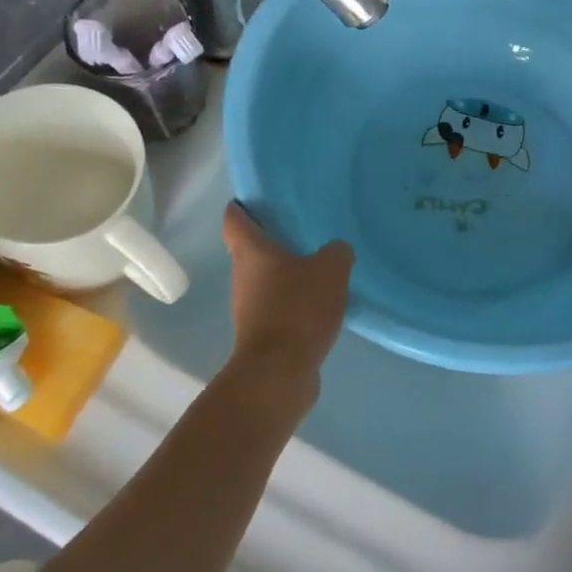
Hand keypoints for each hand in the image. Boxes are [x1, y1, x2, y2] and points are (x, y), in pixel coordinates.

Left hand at [222, 204, 352, 391]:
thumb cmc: (298, 309)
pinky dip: (293, 303)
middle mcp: (242, 277)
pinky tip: (319, 305)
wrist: (280, 372)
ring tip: (318, 268)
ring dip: (285, 275)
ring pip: (264, 281)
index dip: (242, 208)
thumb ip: (336, 252)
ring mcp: (248, 308)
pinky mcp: (261, 334)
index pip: (234, 220)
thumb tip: (336, 251)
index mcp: (251, 252)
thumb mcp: (331, 270)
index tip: (257, 200)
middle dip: (273, 242)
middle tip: (303, 232)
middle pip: (250, 251)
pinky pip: (277, 308)